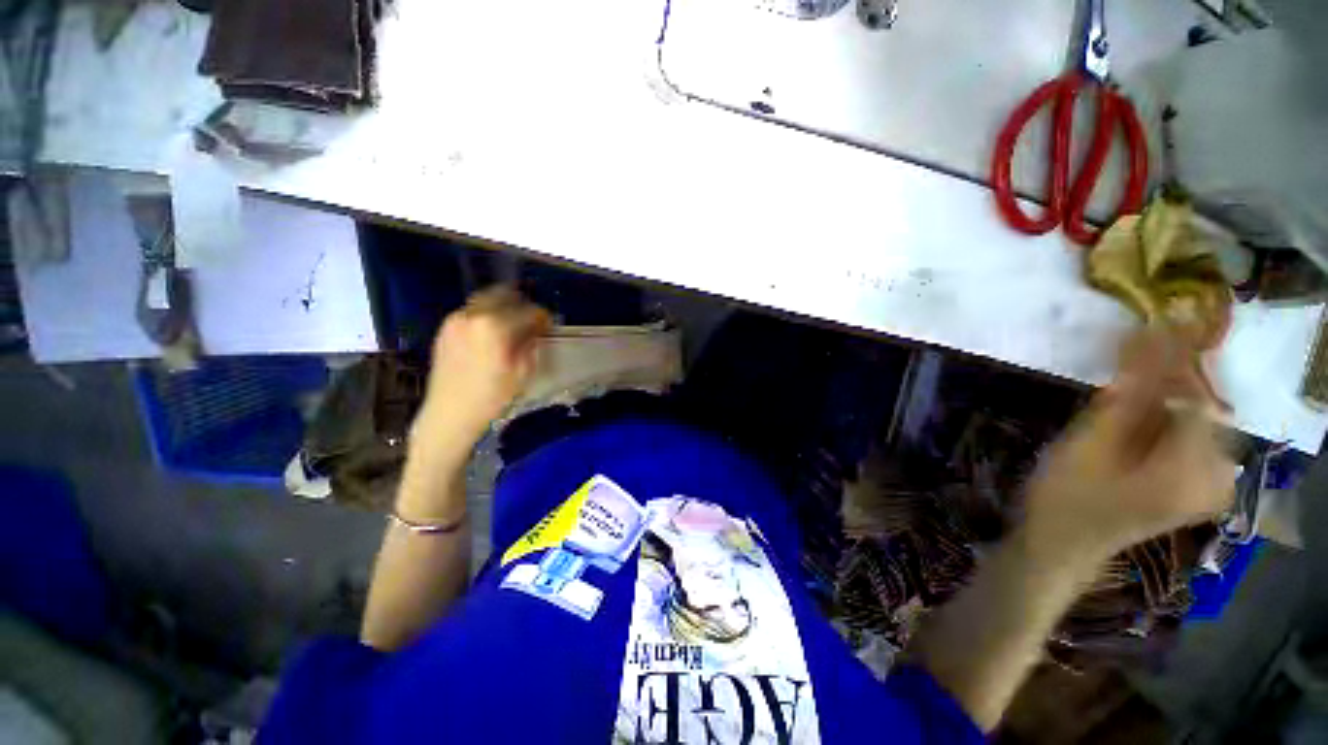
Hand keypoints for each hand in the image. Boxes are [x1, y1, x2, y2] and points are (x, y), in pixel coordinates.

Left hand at [420, 286, 551, 437]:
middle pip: (503, 295)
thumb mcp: (522, 371)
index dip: (542, 316)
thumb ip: (530, 343)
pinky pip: (470, 312)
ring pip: (484, 300)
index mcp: (495, 326)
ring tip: (511, 323)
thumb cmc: (492, 396)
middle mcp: (473, 315)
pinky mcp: (445, 328)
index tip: (548, 324)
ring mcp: (455, 319)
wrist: (449, 413)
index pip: (528, 310)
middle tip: (531, 319)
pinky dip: (485, 315)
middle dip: (521, 304)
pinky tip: (491, 332)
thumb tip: (535, 330)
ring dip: (502, 307)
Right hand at [1023, 326, 1235, 565]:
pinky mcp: (1197, 484)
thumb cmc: (1067, 497)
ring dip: (1163, 394)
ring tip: (1126, 384)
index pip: (1197, 394)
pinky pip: (1190, 434)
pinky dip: (1165, 414)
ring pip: (1194, 417)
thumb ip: (1125, 396)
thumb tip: (1149, 341)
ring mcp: (1210, 482)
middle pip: (1200, 404)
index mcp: (1193, 469)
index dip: (1175, 358)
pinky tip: (1136, 412)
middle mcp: (1217, 474)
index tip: (1152, 323)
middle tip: (1130, 353)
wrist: (1061, 546)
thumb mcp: (1088, 444)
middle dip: (1167, 377)